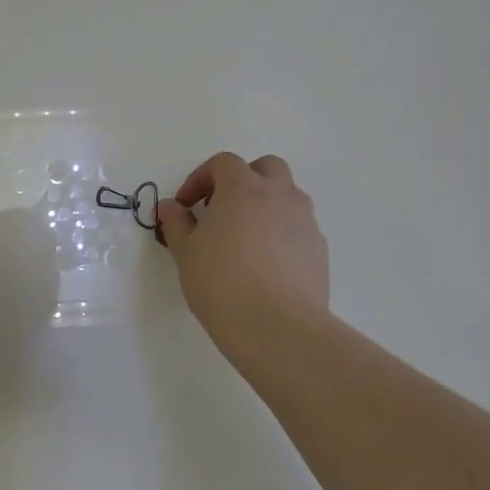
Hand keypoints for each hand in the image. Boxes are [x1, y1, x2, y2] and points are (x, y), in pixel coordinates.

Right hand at [157, 152, 330, 365]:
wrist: (275, 325)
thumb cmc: (220, 282)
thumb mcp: (185, 252)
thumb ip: (175, 222)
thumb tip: (170, 207)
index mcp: (243, 188)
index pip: (223, 163)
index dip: (200, 178)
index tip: (185, 206)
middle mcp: (280, 195)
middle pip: (266, 168)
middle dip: (242, 180)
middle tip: (221, 209)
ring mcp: (305, 221)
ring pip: (287, 196)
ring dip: (265, 205)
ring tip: (244, 239)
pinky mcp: (319, 249)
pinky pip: (297, 228)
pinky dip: (280, 233)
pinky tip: (265, 265)